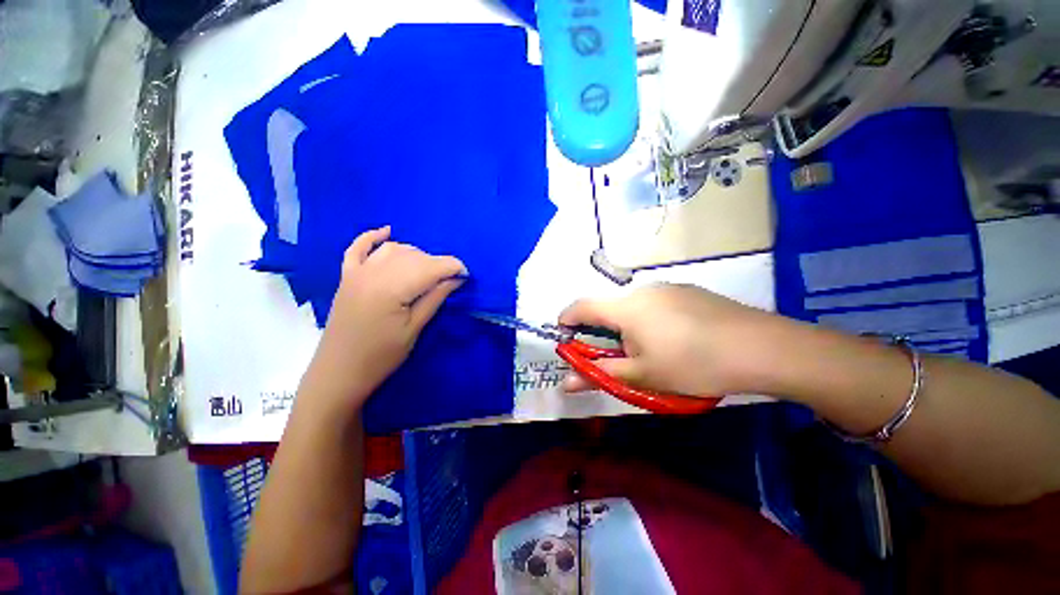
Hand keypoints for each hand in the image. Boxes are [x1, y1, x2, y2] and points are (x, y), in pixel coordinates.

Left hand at [300, 227, 465, 414]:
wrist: (339, 372)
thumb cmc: (381, 356)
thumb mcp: (414, 329)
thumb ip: (435, 298)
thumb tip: (456, 279)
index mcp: (392, 289)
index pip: (430, 267)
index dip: (452, 267)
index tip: (466, 275)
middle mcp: (373, 273)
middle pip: (414, 256)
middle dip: (437, 263)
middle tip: (450, 279)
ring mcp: (357, 272)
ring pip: (393, 249)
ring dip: (415, 255)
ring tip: (427, 271)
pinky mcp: (347, 277)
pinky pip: (358, 248)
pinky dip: (372, 237)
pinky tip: (387, 231)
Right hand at [559, 284, 792, 396]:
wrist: (761, 348)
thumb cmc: (692, 363)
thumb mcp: (641, 376)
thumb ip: (599, 375)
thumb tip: (566, 382)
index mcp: (625, 307)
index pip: (581, 307)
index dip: (567, 321)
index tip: (566, 339)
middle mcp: (642, 290)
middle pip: (608, 308)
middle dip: (602, 333)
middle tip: (615, 358)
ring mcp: (667, 288)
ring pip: (632, 307)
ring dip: (627, 327)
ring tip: (650, 353)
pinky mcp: (687, 291)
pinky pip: (655, 304)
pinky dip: (649, 321)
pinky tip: (675, 340)